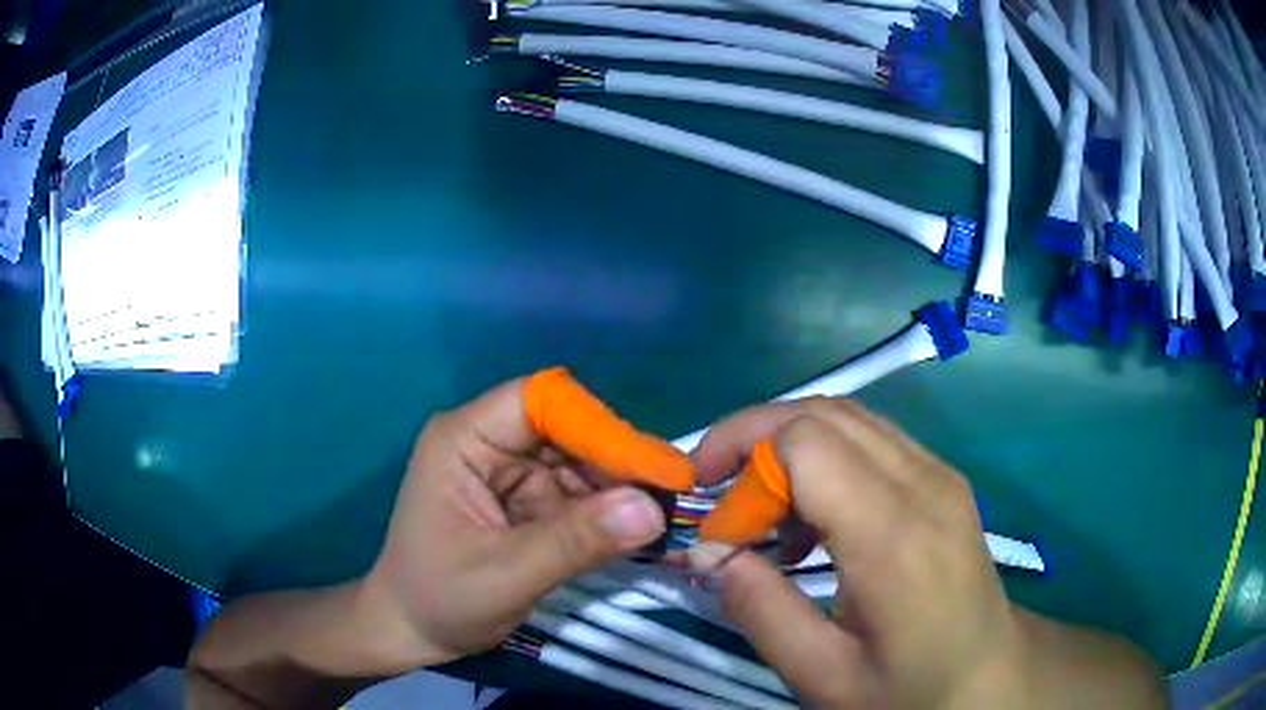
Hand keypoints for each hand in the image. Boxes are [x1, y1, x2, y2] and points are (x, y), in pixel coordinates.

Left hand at [356, 375, 670, 671]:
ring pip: (577, 460)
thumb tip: (652, 510)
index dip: (598, 427)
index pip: (539, 402)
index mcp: (464, 440)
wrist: (413, 630)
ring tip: (662, 517)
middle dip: (616, 461)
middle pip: (566, 428)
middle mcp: (487, 443)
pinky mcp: (524, 499)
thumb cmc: (440, 599)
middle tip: (671, 497)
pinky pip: (574, 492)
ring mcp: (508, 471)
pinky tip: (634, 529)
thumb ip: (575, 542)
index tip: (653, 469)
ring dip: (617, 488)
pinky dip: (604, 510)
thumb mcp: (506, 575)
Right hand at [688, 397, 1164, 708]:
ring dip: (787, 444)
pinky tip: (813, 517)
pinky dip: (823, 455)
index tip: (716, 524)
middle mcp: (923, 484)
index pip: (805, 441)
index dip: (743, 463)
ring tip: (760, 509)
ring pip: (847, 416)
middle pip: (822, 412)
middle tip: (718, 495)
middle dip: (753, 437)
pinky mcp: (944, 480)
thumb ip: (762, 611)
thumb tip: (711, 554)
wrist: (990, 677)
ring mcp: (940, 475)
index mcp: (894, 536)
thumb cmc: (910, 688)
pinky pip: (871, 439)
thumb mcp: (824, 675)